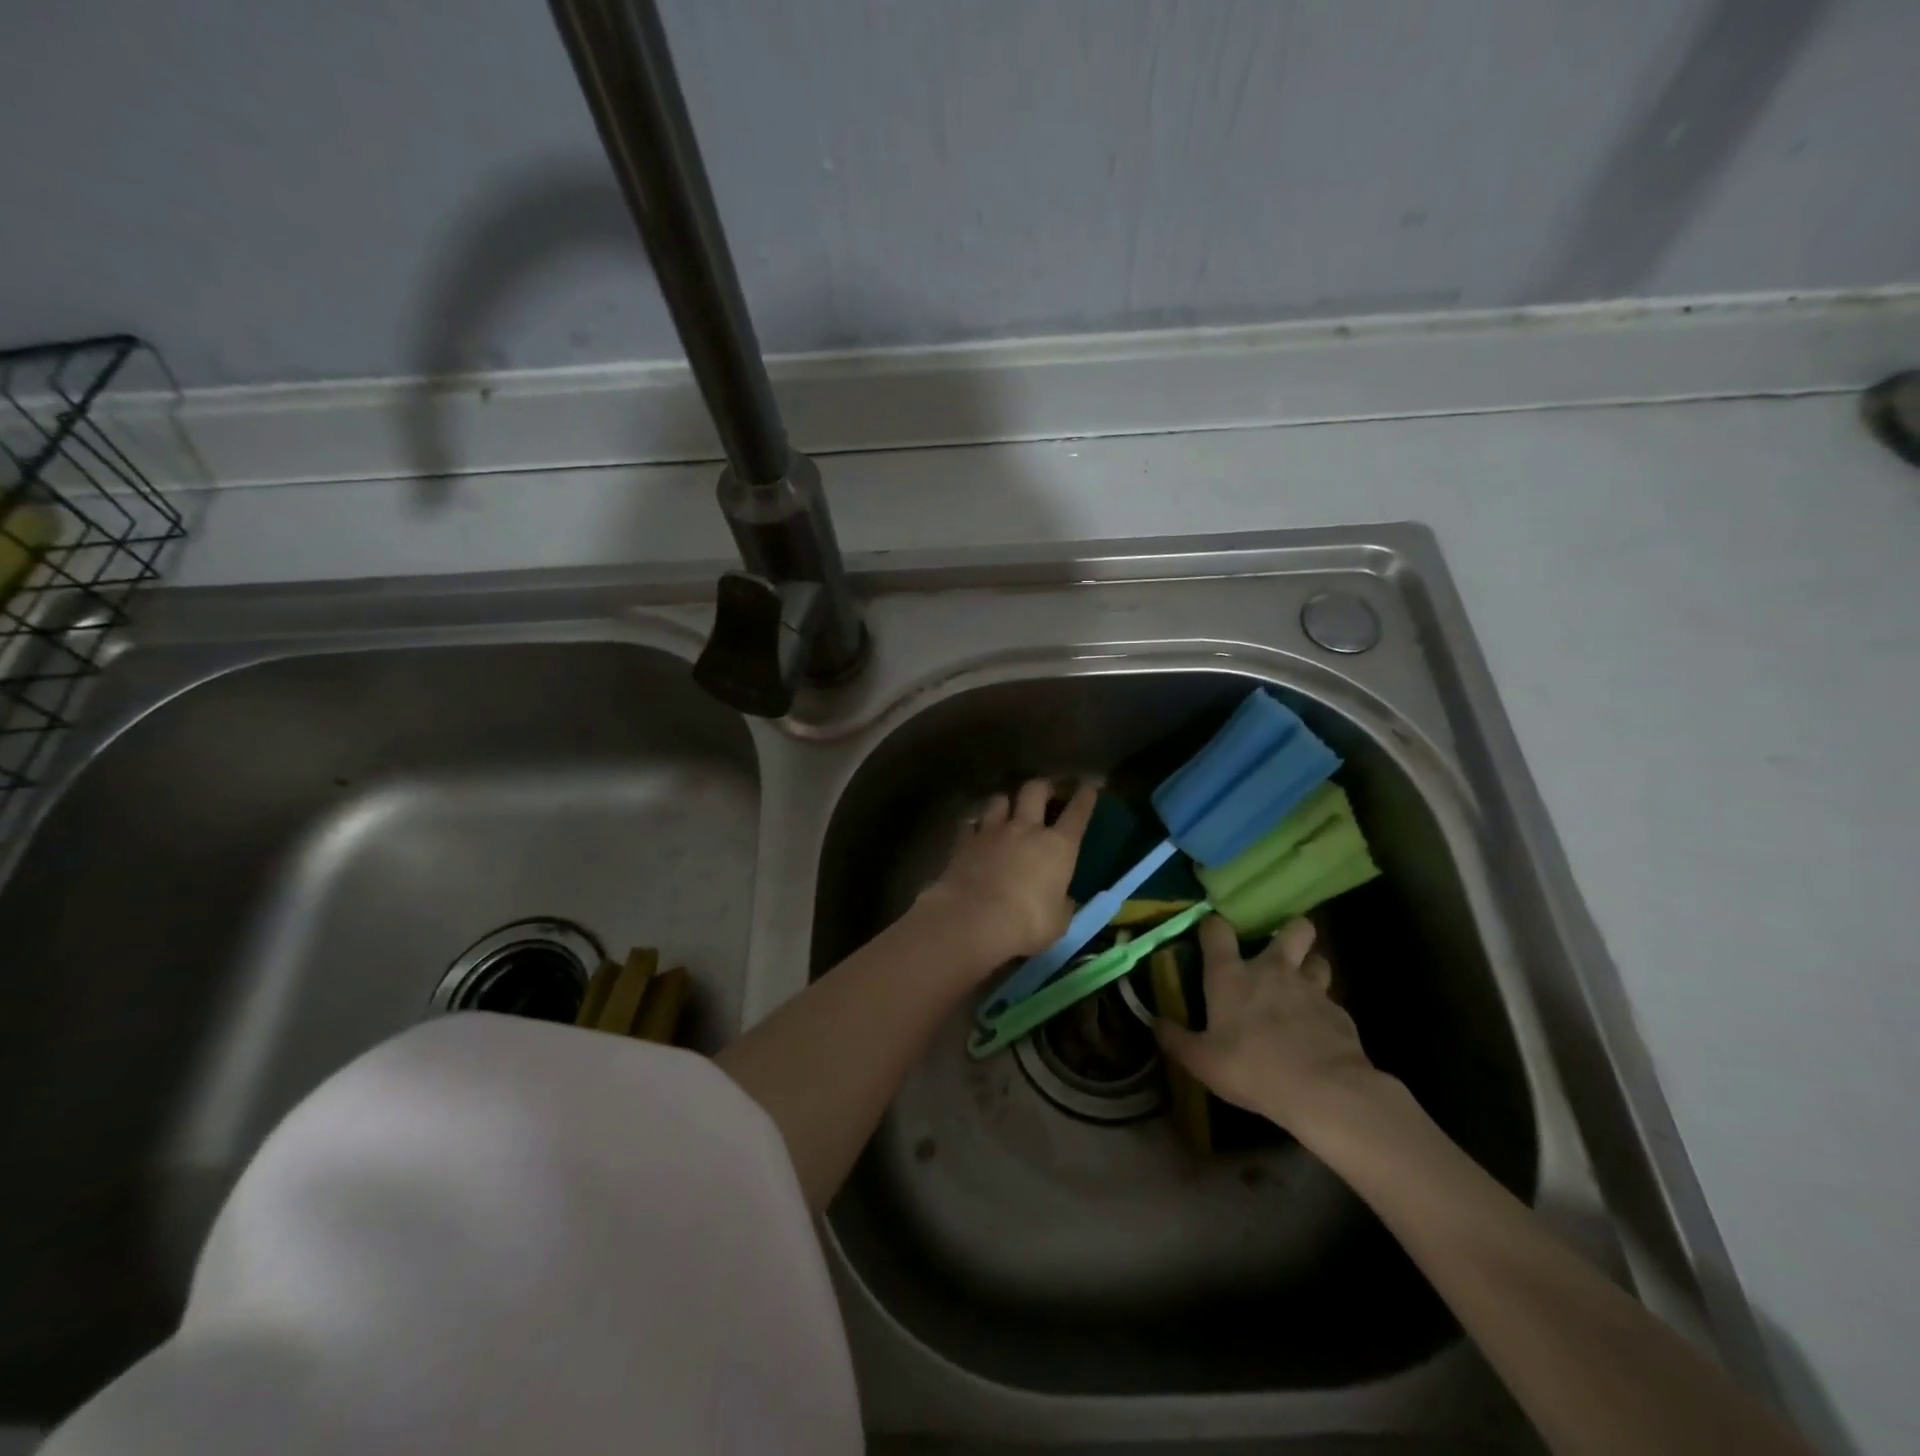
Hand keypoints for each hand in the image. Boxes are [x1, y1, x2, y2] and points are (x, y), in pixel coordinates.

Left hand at [918, 778, 1096, 971]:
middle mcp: (1025, 829)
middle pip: (1035, 790)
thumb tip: (1063, 899)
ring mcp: (992, 831)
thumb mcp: (1058, 922)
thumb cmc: (1026, 924)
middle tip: (1045, 792)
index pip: (1077, 812)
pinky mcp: (963, 841)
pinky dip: (975, 826)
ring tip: (1005, 811)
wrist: (973, 920)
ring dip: (1005, 803)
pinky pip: (970, 824)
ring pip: (999, 799)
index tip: (1088, 787)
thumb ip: (1062, 905)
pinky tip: (975, 833)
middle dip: (1042, 787)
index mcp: (1058, 846)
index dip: (1085, 797)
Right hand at [1155, 915, 1380, 1131]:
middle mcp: (1273, 970)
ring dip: (1310, 968)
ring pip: (1318, 960)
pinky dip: (1324, 1012)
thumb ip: (1176, 1039)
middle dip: (1289, 931)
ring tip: (1302, 987)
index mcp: (1232, 975)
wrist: (1324, 1092)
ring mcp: (1311, 989)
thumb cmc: (1253, 1069)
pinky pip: (1331, 1002)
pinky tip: (1318, 1032)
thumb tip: (1154, 1022)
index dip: (1213, 927)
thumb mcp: (1202, 1061)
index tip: (1210, 935)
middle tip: (1279, 949)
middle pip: (1292, 928)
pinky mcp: (1340, 1014)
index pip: (1217, 929)